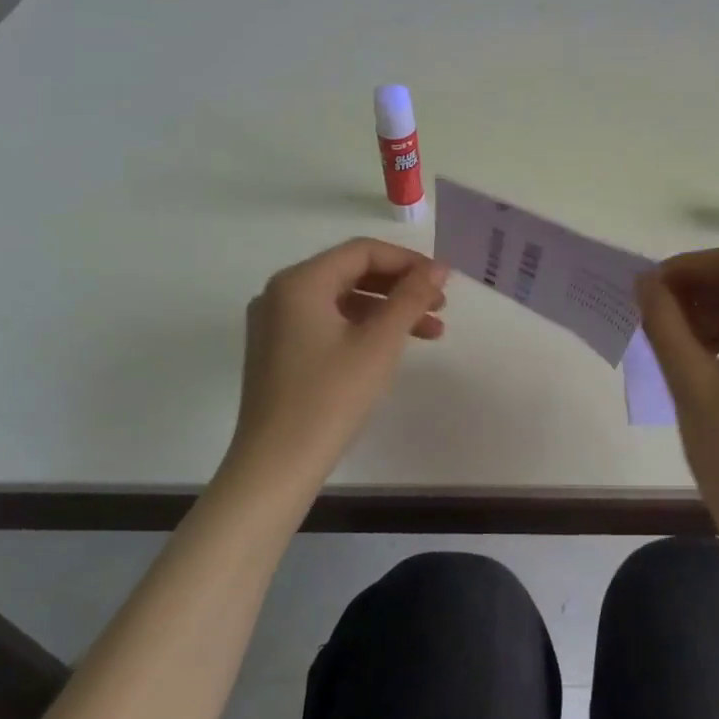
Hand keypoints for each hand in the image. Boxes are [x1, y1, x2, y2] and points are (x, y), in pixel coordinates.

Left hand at [222, 238, 447, 495]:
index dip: (408, 261)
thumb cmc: (330, 397)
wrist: (276, 467)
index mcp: (300, 281)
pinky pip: (327, 322)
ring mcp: (275, 323)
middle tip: (440, 306)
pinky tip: (391, 347)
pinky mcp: (277, 350)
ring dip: (387, 310)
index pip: (362, 251)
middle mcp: (281, 293)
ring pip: (342, 300)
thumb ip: (410, 298)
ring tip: (430, 332)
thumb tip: (438, 269)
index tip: (443, 281)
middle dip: (400, 286)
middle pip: (351, 272)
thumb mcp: (379, 343)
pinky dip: (362, 327)